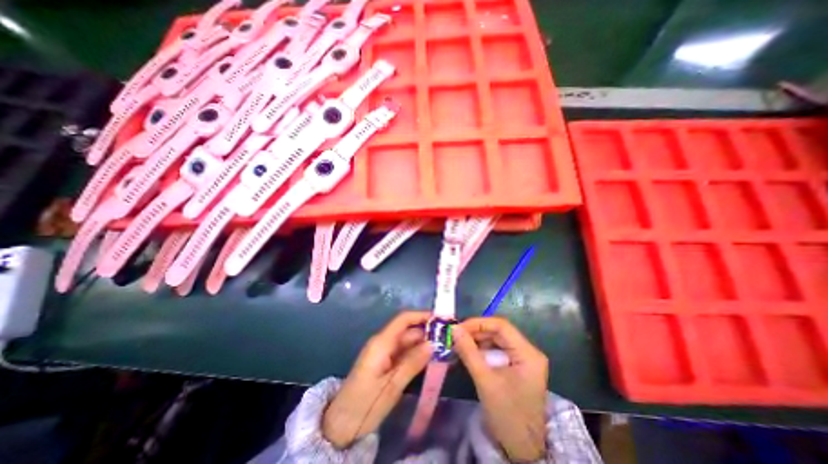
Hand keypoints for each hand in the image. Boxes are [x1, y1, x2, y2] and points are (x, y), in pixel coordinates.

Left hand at [322, 311, 432, 449]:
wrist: (340, 425)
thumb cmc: (365, 404)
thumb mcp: (391, 386)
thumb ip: (412, 362)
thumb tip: (433, 343)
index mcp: (381, 343)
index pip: (403, 320)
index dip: (422, 316)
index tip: (441, 320)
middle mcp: (383, 342)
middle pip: (408, 331)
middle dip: (427, 332)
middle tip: (448, 340)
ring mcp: (383, 352)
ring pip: (407, 342)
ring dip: (424, 344)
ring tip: (444, 349)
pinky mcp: (384, 362)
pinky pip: (403, 353)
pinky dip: (417, 354)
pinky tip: (430, 360)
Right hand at [452, 317, 548, 460]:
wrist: (522, 450)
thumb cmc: (507, 416)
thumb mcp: (485, 381)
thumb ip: (469, 352)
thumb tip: (454, 329)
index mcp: (528, 354)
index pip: (501, 326)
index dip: (478, 323)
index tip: (459, 327)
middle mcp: (528, 352)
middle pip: (499, 332)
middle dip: (476, 332)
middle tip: (456, 335)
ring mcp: (522, 359)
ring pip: (496, 340)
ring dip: (477, 340)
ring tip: (459, 344)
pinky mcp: (516, 366)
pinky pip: (496, 350)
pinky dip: (481, 350)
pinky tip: (468, 353)